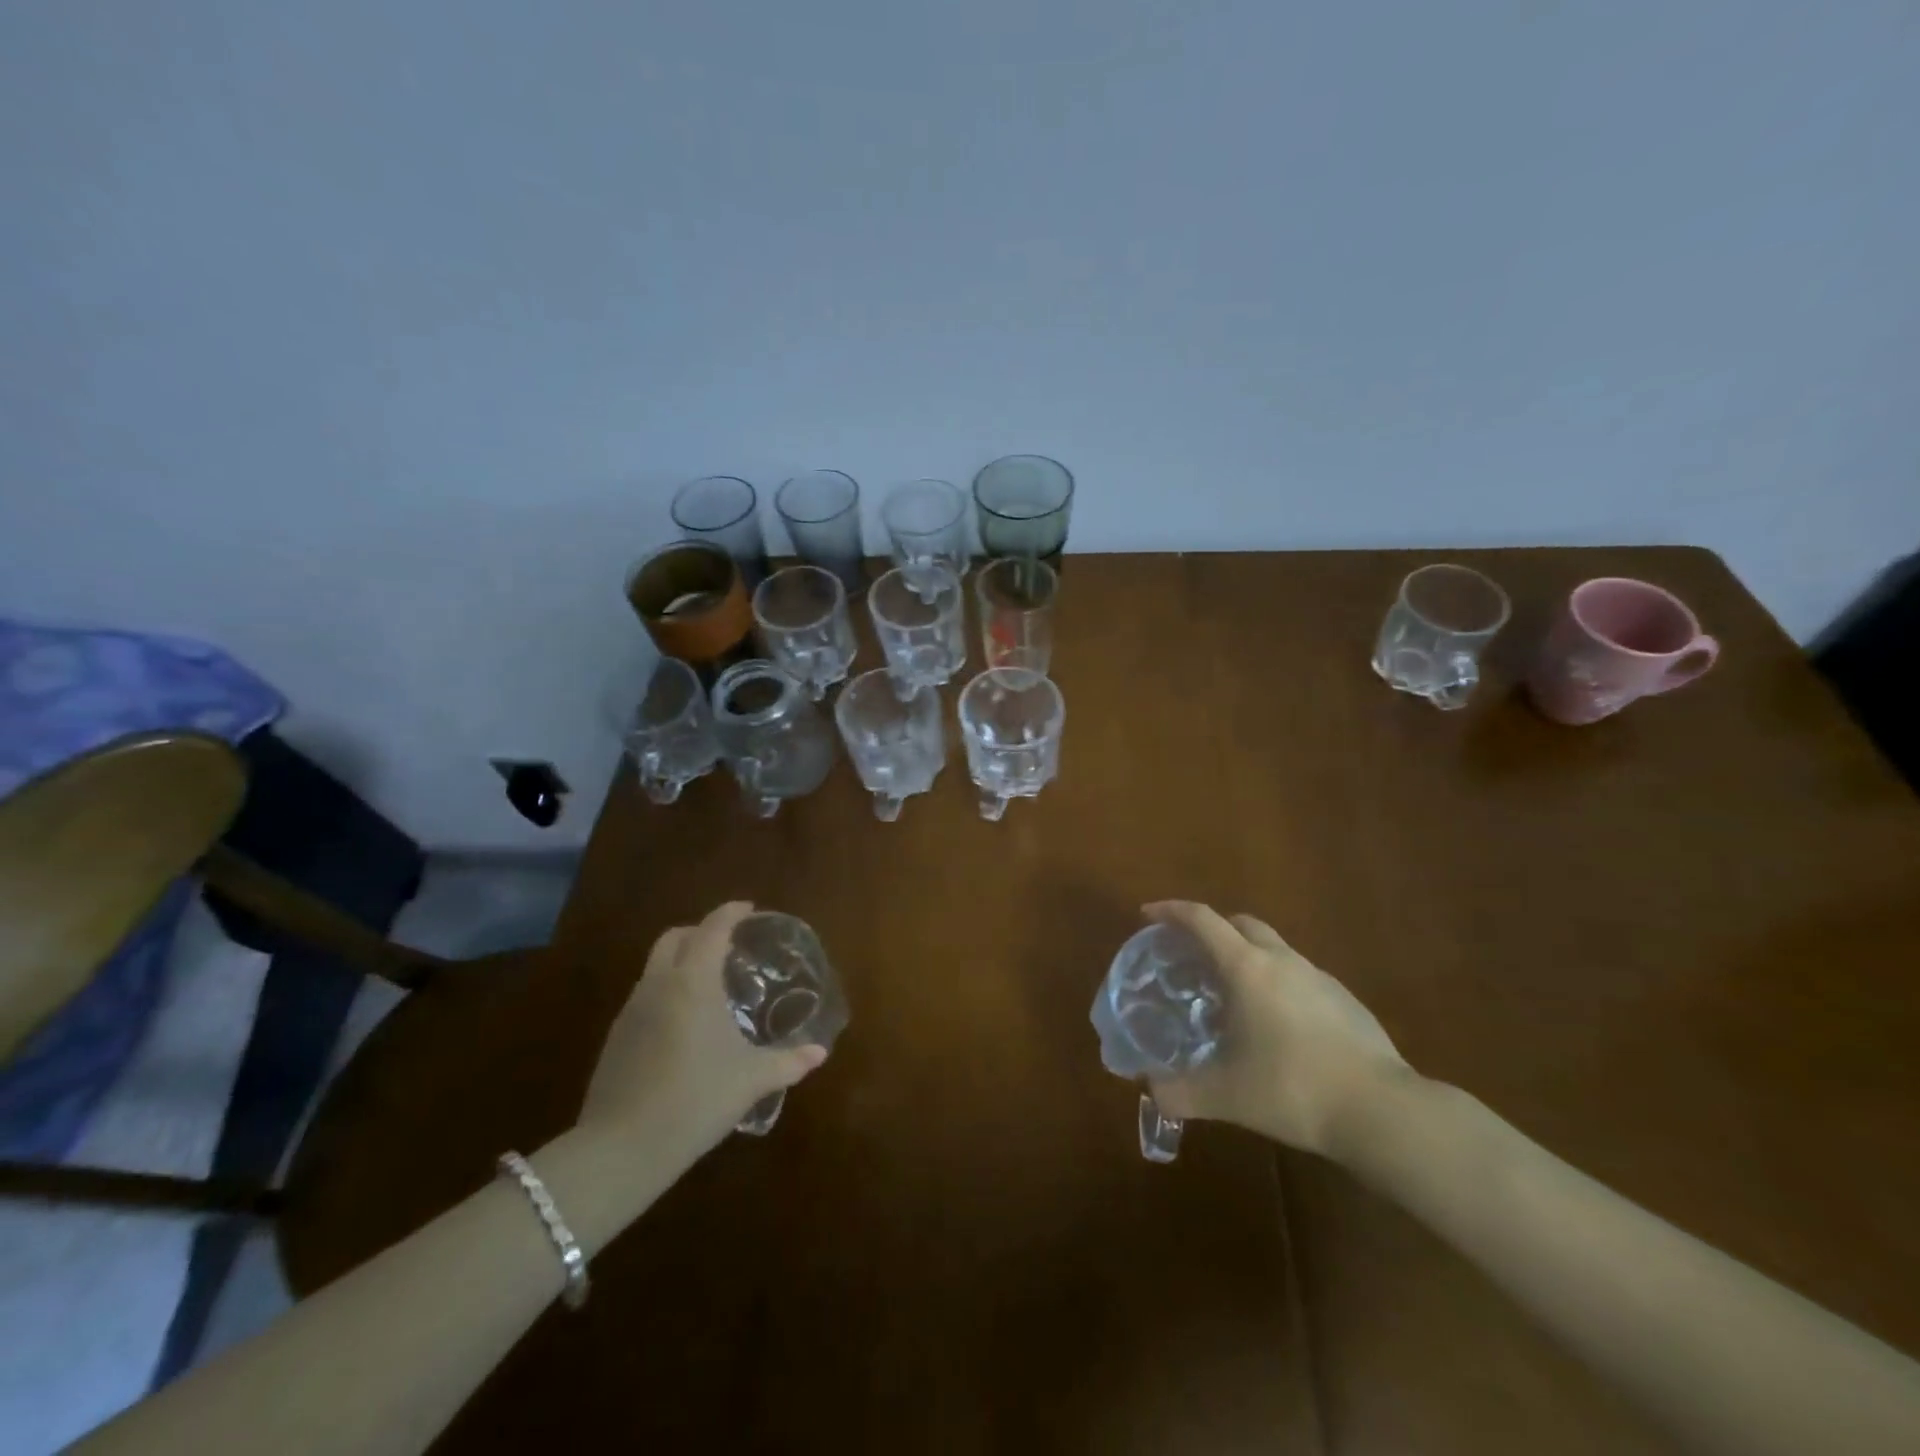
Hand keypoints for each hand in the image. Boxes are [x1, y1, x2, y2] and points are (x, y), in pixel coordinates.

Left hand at [579, 902, 826, 1156]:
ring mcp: (631, 1010)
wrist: (621, 1149)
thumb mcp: (751, 1080)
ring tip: (709, 984)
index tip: (749, 909)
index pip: (713, 928)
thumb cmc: (695, 1100)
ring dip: (681, 960)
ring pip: (655, 965)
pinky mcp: (616, 1037)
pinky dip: (667, 989)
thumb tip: (820, 1053)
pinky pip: (645, 994)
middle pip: (675, 937)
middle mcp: (658, 984)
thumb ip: (788, 1062)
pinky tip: (683, 1022)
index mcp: (693, 982)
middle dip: (701, 931)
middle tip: (729, 944)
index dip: (731, 913)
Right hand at [1143, 901, 1409, 1158]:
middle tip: (1192, 955)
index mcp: (1247, 967)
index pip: (1202, 920)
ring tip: (1232, 994)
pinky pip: (1299, 976)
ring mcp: (1319, 977)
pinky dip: (1277, 983)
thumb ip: (1181, 1093)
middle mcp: (1282, 960)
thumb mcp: (1227, 1096)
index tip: (1148, 915)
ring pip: (1274, 948)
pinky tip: (1276, 1025)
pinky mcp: (1345, 1000)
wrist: (1382, 1111)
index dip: (1171, 911)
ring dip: (1247, 956)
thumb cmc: (1293, 1088)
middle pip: (1241, 923)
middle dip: (1213, 928)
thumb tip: (1151, 1093)